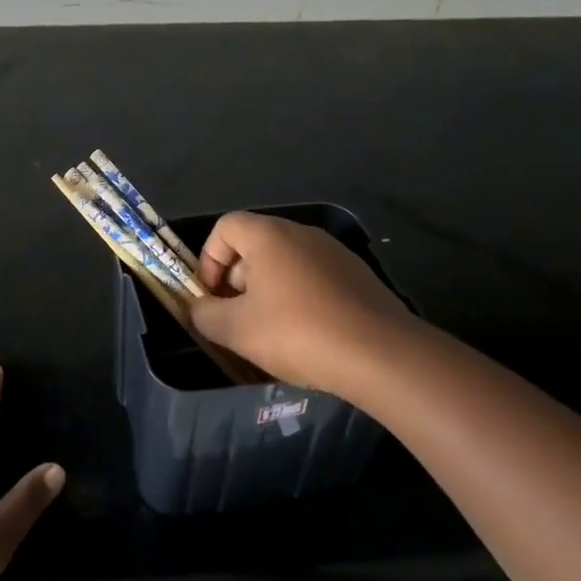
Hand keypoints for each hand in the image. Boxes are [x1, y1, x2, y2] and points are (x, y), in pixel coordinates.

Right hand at [190, 212, 415, 396]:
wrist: (382, 354)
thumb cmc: (298, 332)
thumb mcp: (238, 330)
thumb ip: (206, 316)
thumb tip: (198, 309)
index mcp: (269, 235)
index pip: (225, 227)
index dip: (209, 258)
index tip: (211, 296)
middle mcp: (301, 233)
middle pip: (255, 245)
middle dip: (237, 280)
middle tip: (237, 319)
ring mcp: (334, 253)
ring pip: (286, 264)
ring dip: (268, 291)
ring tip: (270, 332)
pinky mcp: (358, 276)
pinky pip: (314, 279)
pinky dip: (300, 299)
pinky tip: (307, 336)